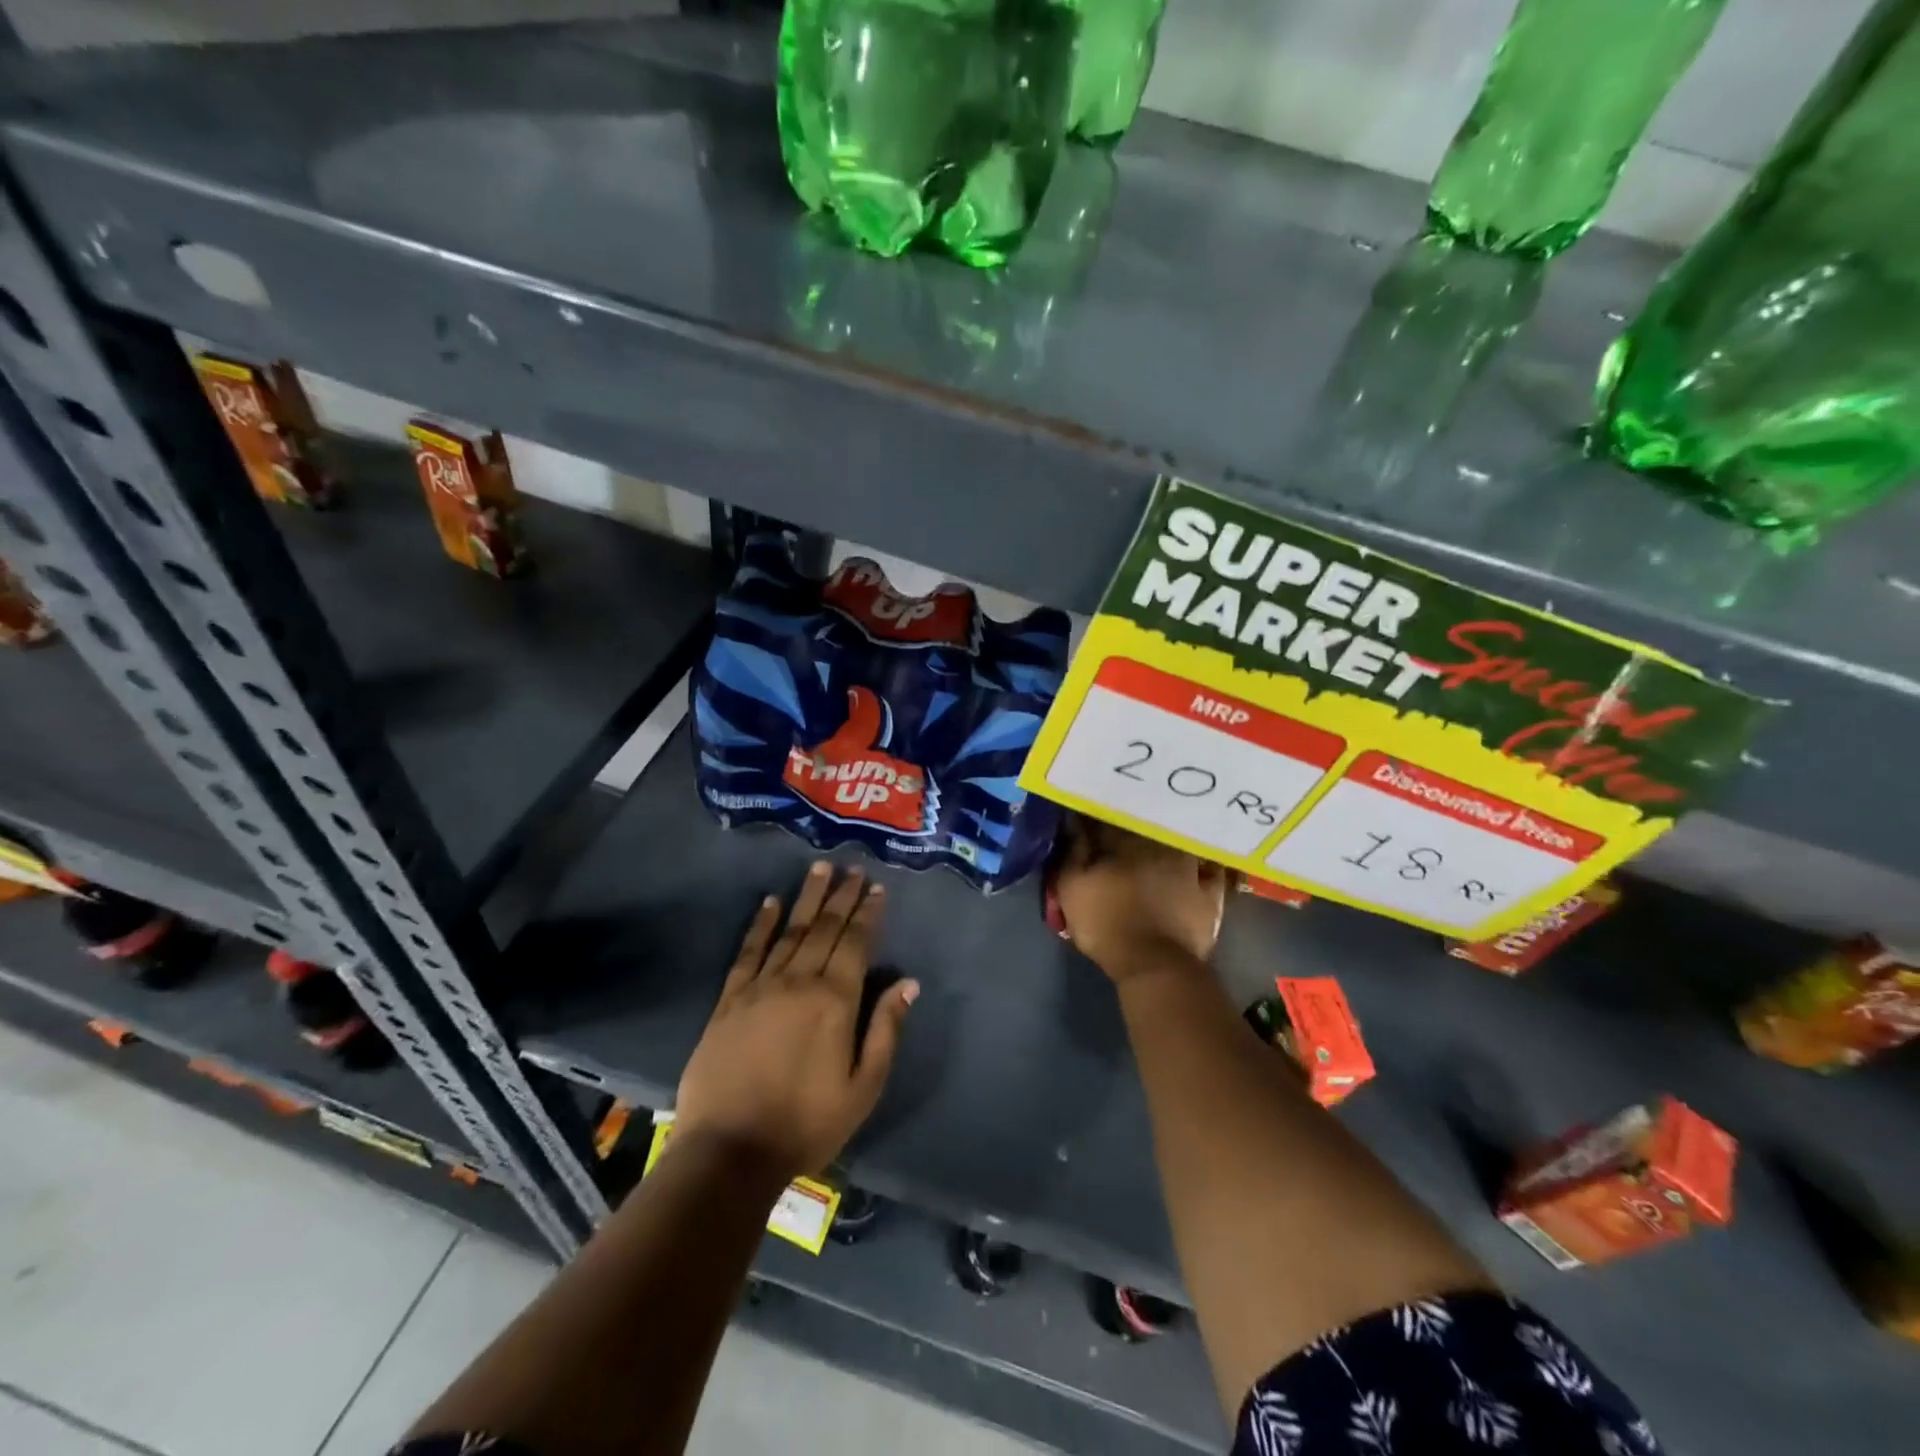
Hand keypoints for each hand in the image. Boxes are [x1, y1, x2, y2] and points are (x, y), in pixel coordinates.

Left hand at [675, 862, 916, 1182]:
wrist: (730, 1152)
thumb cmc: (807, 1123)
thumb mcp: (863, 1087)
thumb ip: (886, 1030)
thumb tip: (909, 982)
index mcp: (836, 1001)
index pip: (856, 943)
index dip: (867, 913)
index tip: (876, 887)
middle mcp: (799, 982)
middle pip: (825, 929)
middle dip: (841, 895)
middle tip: (851, 866)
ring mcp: (760, 988)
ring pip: (790, 931)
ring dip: (807, 898)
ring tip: (819, 868)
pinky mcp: (729, 1000)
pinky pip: (748, 952)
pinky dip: (761, 925)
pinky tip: (770, 903)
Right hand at [1052, 816, 1229, 982]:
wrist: (1154, 964)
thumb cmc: (1105, 924)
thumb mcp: (1071, 889)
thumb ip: (1072, 853)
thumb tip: (1075, 824)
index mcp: (1122, 842)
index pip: (1108, 820)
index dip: (1098, 818)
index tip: (1090, 819)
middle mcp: (1158, 845)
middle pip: (1145, 826)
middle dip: (1134, 823)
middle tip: (1126, 828)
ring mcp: (1189, 867)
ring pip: (1179, 841)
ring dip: (1170, 837)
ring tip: (1162, 841)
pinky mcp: (1209, 892)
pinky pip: (1210, 870)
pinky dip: (1204, 864)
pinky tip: (1200, 862)